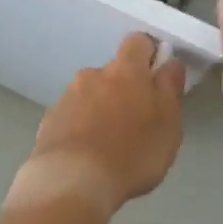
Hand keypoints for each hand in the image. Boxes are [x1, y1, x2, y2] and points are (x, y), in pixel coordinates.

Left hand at [10, 33, 186, 220]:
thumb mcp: (168, 126)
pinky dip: (82, 126)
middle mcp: (94, 73)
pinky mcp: (51, 118)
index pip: (139, 41)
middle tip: (136, 122)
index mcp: (126, 70)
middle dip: (125, 89)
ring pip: (92, 93)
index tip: (158, 75)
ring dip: (102, 108)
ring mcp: (68, 95)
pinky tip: (87, 154)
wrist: (71, 182)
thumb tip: (171, 63)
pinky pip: (73, 114)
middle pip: (115, 71)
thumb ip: (170, 89)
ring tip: (110, 144)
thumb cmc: (131, 153)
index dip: (150, 53)